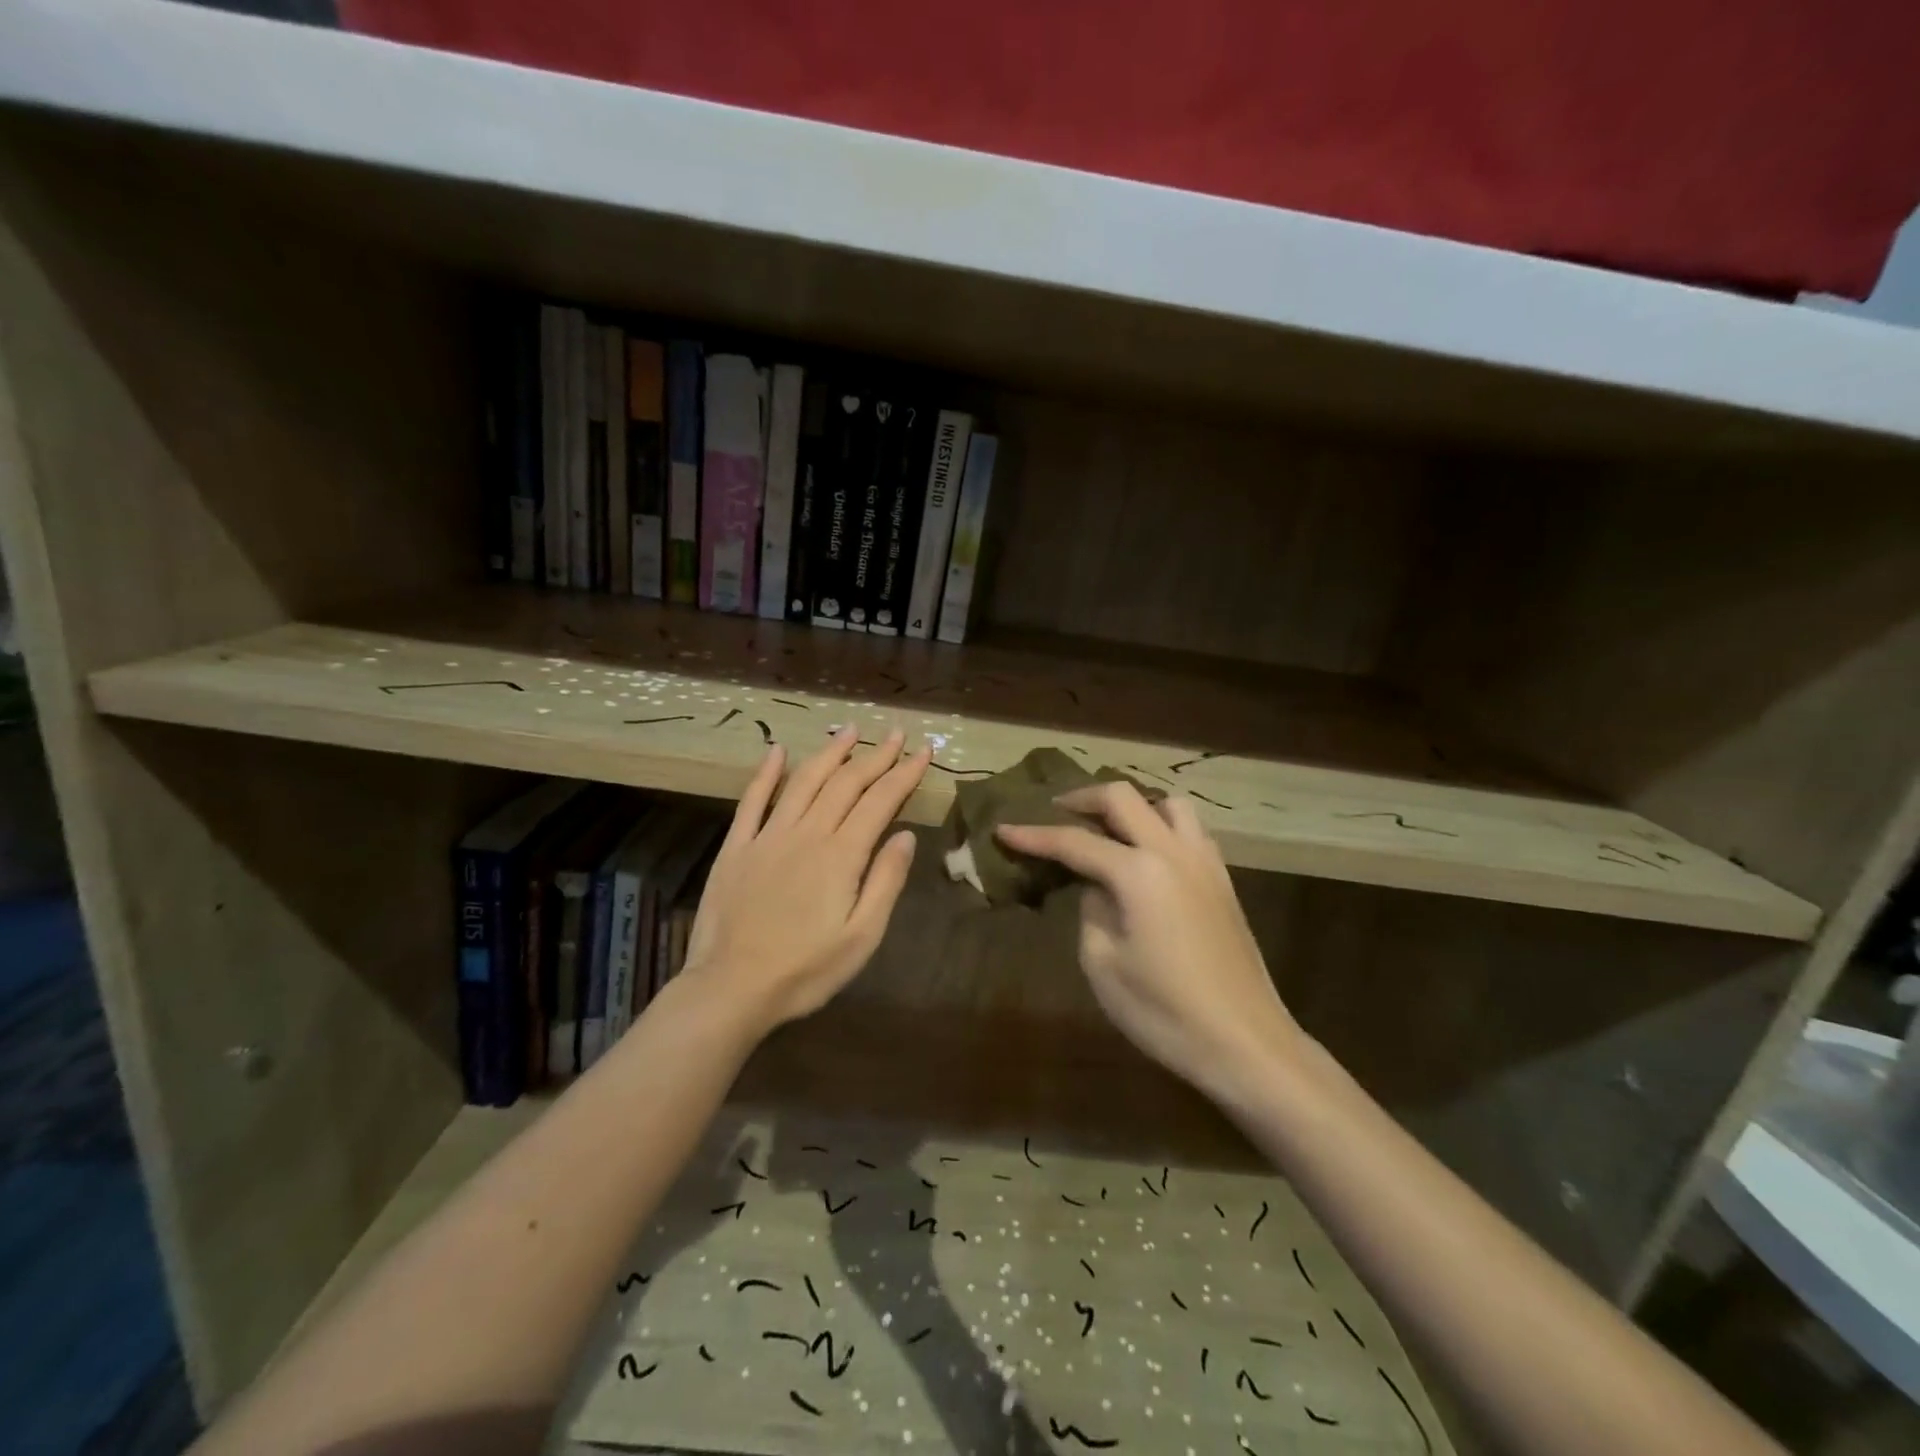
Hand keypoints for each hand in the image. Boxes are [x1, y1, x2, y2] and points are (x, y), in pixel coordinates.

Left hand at [685, 727, 928, 1031]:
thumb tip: (906, 835)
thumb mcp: (862, 937)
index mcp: (841, 855)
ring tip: (849, 730)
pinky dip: (766, 772)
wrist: (731, 988)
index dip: (904, 774)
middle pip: (846, 783)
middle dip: (875, 756)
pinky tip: (777, 751)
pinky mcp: (737, 847)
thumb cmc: (805, 970)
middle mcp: (806, 833)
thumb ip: (885, 881)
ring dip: (830, 752)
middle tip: (896, 733)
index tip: (924, 751)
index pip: (880, 801)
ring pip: (804, 781)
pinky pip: (752, 800)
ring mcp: (768, 836)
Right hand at [996, 782, 1299, 1102]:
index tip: (1003, 829)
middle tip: (1055, 813)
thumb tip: (1098, 888)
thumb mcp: (1103, 964)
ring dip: (1132, 806)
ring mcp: (1205, 863)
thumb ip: (1091, 910)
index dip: (1034, 835)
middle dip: (1083, 799)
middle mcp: (1173, 852)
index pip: (1074, 841)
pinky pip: (1189, 830)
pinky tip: (1147, 856)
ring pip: (1167, 803)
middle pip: (1124, 797)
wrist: (1245, 1043)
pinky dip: (1161, 826)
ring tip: (1108, 829)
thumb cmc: (1165, 1012)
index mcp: (1139, 872)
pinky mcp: (1223, 881)